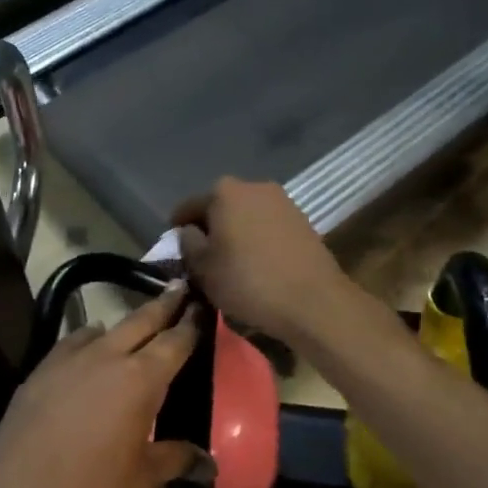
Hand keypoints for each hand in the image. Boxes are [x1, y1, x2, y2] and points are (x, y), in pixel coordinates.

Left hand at [0, 283, 205, 487]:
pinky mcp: (37, 373)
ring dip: (121, 327)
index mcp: (140, 380)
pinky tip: (88, 361)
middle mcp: (105, 358)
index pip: (174, 341)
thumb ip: (174, 458)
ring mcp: (66, 361)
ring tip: (133, 332)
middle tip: (178, 288)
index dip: (190, 323)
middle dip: (162, 304)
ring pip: (101, 329)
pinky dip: (86, 344)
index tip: (200, 306)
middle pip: (140, 320)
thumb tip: (206, 462)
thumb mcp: (141, 480)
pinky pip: (70, 346)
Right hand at [172, 178, 355, 344]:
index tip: (175, 251)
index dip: (177, 230)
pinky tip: (257, 263)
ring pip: (246, 216)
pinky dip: (257, 239)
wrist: (313, 301)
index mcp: (224, 192)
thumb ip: (188, 243)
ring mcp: (282, 201)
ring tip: (231, 263)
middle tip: (203, 258)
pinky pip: (267, 226)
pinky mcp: (302, 220)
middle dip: (210, 229)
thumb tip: (189, 232)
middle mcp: (254, 186)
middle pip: (219, 207)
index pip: (188, 208)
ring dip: (235, 233)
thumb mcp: (203, 268)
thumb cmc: (248, 282)